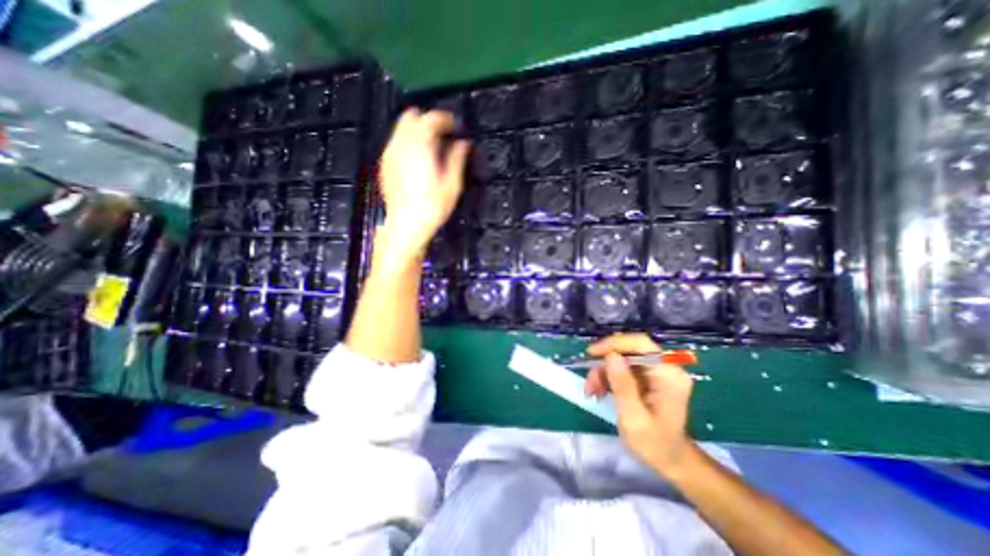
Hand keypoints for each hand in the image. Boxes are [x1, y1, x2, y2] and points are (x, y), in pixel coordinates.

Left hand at [381, 109, 471, 264]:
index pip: (431, 118)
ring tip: (431, 148)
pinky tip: (417, 159)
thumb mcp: (452, 185)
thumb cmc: (432, 207)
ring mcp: (389, 153)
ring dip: (417, 131)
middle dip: (428, 121)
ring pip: (401, 128)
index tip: (456, 128)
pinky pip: (395, 141)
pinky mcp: (384, 163)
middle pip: (411, 116)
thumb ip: (457, 159)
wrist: (405, 225)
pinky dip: (407, 142)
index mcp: (420, 147)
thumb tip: (463, 143)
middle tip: (443, 136)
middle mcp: (401, 144)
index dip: (445, 119)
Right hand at [587, 332, 694, 475]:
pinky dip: (607, 376)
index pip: (641, 344)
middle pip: (628, 350)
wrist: (670, 460)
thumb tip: (610, 356)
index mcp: (669, 376)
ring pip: (621, 358)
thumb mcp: (634, 417)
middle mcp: (665, 368)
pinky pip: (622, 367)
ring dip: (603, 372)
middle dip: (605, 363)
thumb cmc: (654, 444)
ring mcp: (656, 371)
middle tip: (590, 382)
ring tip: (592, 391)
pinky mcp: (648, 377)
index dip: (615, 344)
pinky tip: (599, 391)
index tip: (592, 353)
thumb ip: (623, 385)